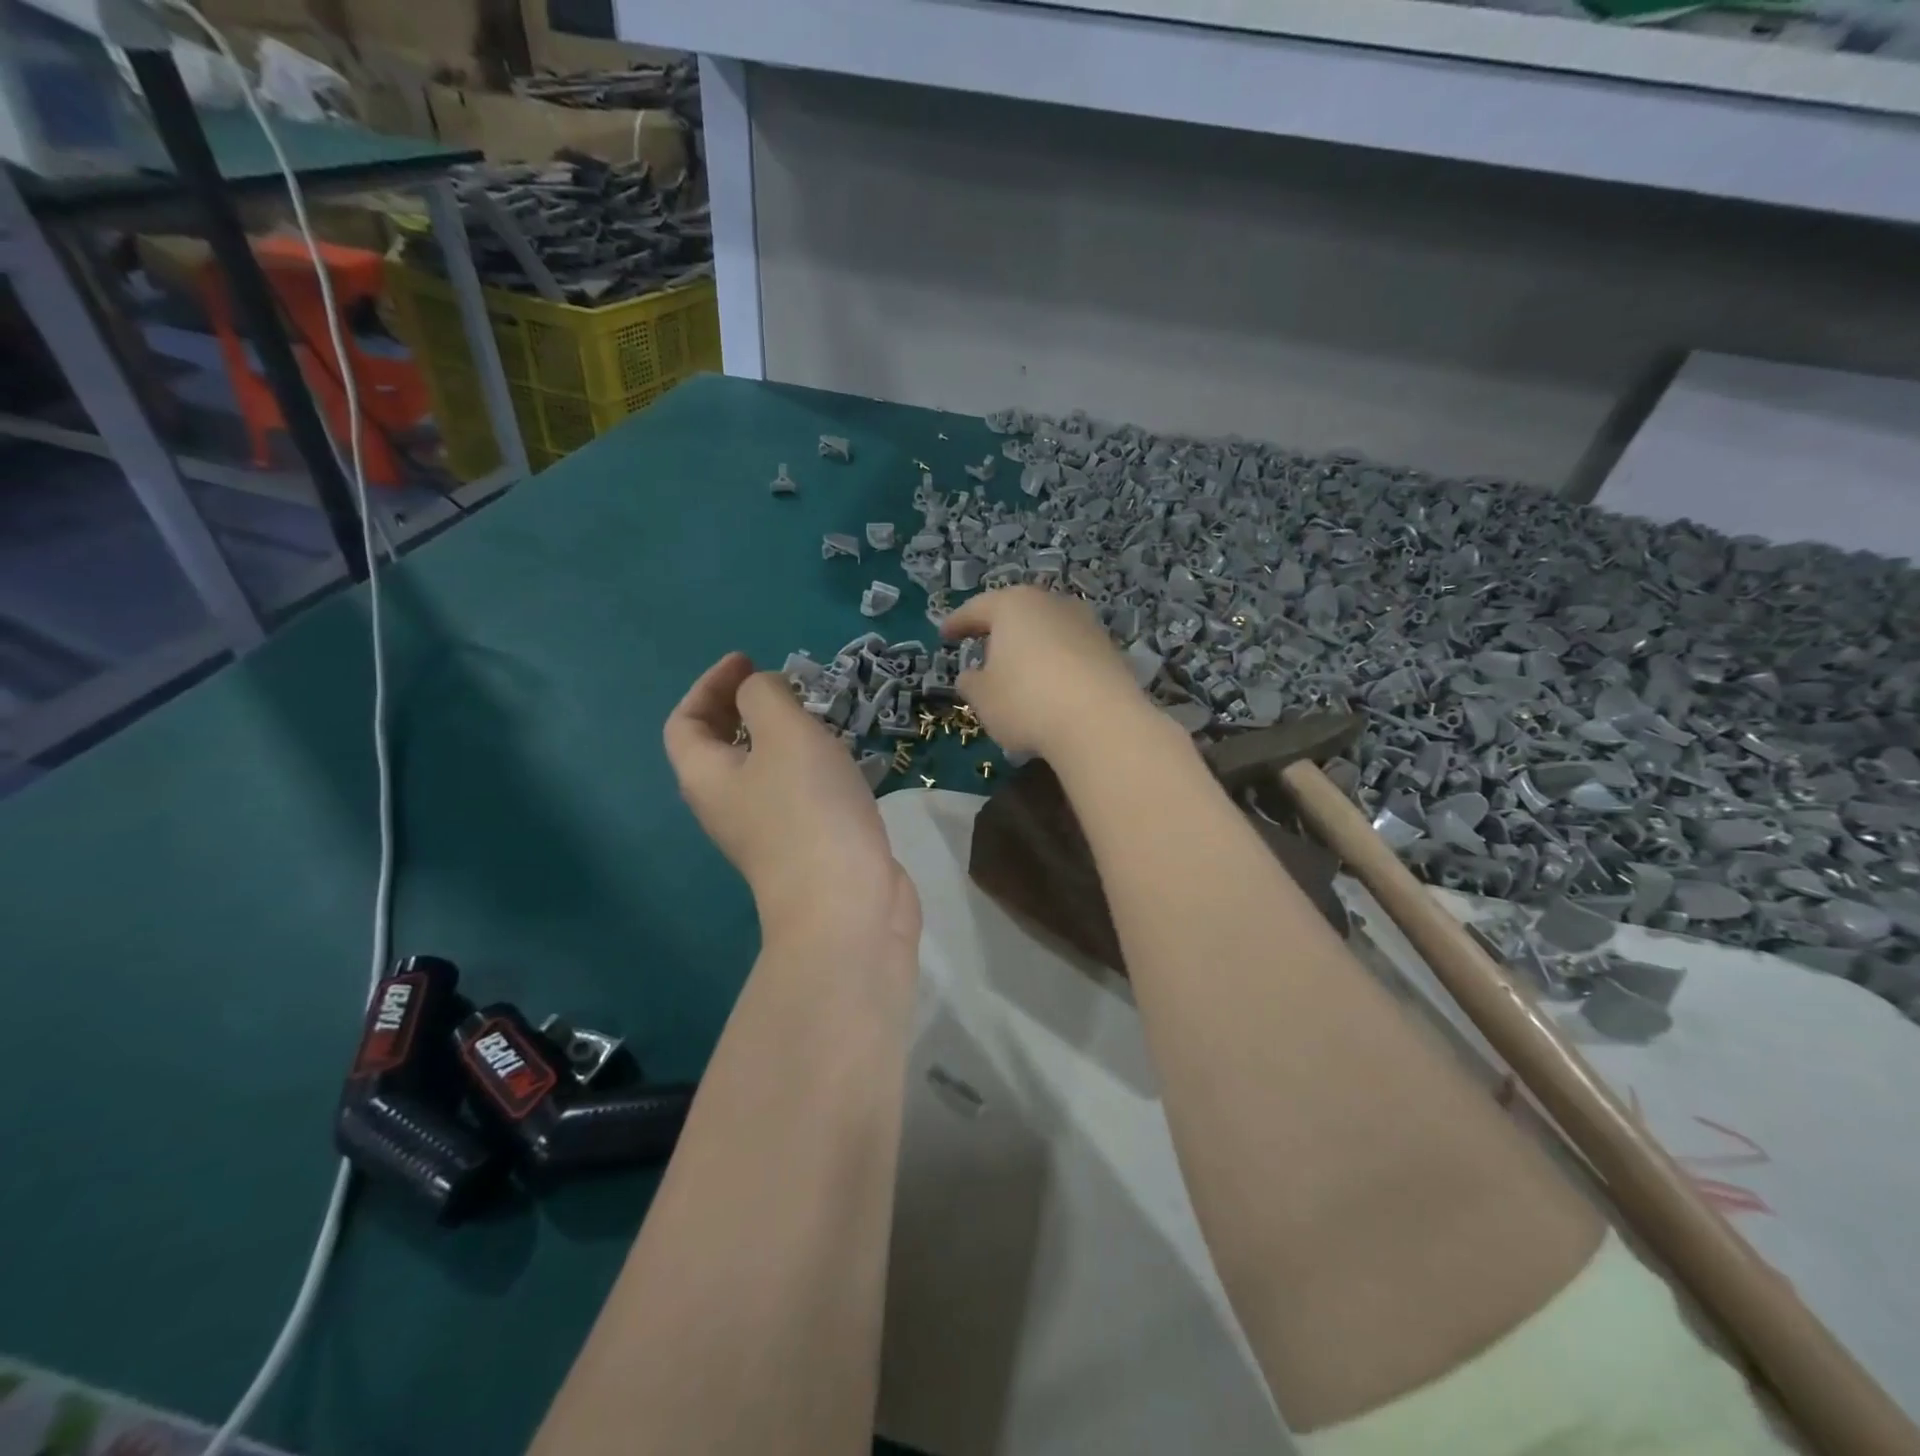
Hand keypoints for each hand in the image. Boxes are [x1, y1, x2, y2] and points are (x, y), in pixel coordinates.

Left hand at [664, 653, 919, 956]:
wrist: (847, 905)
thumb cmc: (808, 810)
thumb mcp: (785, 733)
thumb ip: (766, 696)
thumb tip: (763, 693)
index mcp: (706, 776)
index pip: (685, 722)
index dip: (709, 685)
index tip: (748, 660)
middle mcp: (727, 805)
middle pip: (720, 747)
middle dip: (745, 708)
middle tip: (782, 685)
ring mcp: (766, 830)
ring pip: (762, 769)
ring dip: (782, 736)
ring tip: (816, 714)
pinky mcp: (805, 845)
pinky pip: (796, 791)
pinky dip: (809, 765)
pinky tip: (842, 758)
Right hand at [941, 586, 1156, 762]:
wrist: (1100, 722)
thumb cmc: (1026, 701)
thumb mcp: (983, 697)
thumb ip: (971, 682)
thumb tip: (972, 675)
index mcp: (1013, 605)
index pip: (977, 609)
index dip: (958, 623)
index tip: (945, 634)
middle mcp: (1051, 604)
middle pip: (1018, 613)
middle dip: (1000, 630)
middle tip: (984, 647)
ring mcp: (1085, 624)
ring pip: (1048, 630)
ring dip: (1031, 647)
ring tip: (1019, 671)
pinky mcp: (1110, 650)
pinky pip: (1071, 652)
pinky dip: (1057, 664)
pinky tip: (1051, 688)